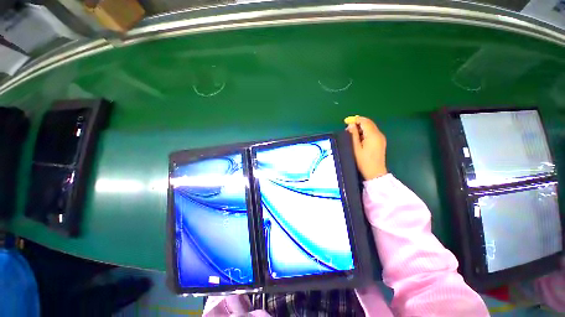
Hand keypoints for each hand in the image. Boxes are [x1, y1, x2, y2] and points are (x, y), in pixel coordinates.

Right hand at [345, 116, 386, 179]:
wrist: (375, 173)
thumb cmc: (363, 161)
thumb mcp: (355, 148)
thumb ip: (353, 135)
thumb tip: (351, 125)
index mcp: (373, 135)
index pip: (365, 121)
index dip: (356, 119)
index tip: (346, 121)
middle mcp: (379, 134)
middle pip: (369, 123)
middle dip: (358, 123)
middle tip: (348, 127)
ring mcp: (381, 138)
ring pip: (371, 127)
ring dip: (361, 127)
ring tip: (352, 133)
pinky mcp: (381, 142)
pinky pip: (372, 132)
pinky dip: (365, 132)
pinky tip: (359, 138)